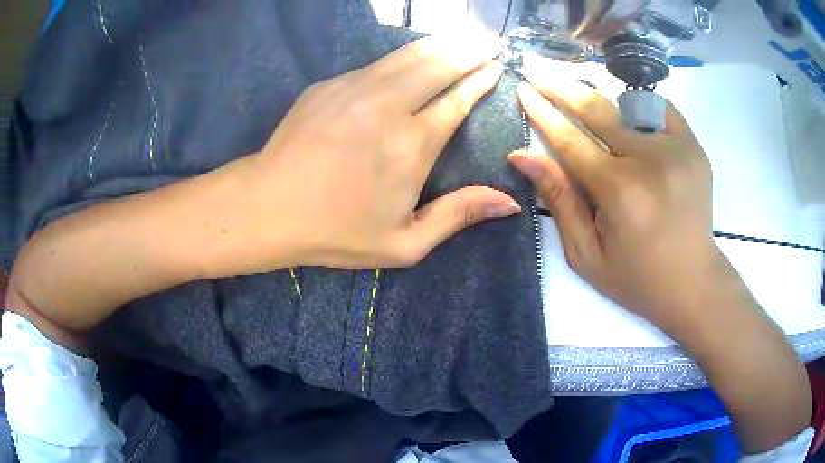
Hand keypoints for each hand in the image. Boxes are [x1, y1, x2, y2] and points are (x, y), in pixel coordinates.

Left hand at [240, 35, 519, 269]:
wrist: (267, 208)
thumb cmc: (336, 232)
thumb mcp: (404, 243)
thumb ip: (458, 216)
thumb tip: (509, 203)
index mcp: (413, 145)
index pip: (459, 99)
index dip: (481, 79)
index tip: (497, 65)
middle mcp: (390, 106)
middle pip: (440, 64)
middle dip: (471, 49)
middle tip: (491, 40)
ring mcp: (356, 88)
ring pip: (410, 54)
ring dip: (442, 43)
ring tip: (464, 36)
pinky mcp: (330, 85)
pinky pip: (378, 63)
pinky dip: (405, 55)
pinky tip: (416, 54)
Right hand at [508, 61, 811, 452]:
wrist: (694, 283)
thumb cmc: (637, 279)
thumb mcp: (587, 254)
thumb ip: (559, 200)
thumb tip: (523, 155)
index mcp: (619, 192)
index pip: (569, 139)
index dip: (542, 112)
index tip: (523, 89)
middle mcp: (648, 161)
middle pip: (596, 107)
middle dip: (561, 84)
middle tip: (537, 66)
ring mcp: (676, 149)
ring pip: (627, 104)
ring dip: (599, 97)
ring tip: (578, 92)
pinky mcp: (693, 147)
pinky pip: (659, 109)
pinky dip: (638, 105)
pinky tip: (627, 112)